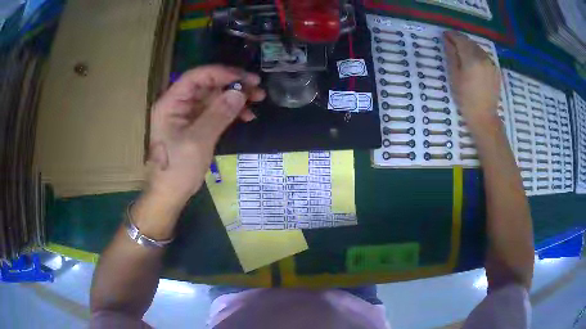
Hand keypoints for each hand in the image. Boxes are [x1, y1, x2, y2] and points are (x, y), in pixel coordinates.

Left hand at [147, 65, 264, 206]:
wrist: (170, 194)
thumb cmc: (178, 169)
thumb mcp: (198, 141)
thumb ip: (218, 114)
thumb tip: (240, 92)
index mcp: (171, 103)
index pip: (196, 77)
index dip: (221, 73)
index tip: (245, 78)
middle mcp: (179, 104)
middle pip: (207, 85)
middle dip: (233, 85)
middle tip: (257, 88)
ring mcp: (187, 114)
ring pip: (214, 97)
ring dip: (235, 97)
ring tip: (258, 99)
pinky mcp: (196, 125)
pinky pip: (215, 111)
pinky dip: (231, 112)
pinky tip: (247, 116)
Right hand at [443, 31, 500, 130]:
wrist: (484, 116)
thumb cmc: (465, 99)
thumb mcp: (454, 76)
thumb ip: (451, 55)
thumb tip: (447, 40)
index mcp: (472, 59)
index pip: (460, 39)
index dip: (451, 35)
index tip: (444, 35)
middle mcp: (483, 57)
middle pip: (470, 42)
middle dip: (460, 40)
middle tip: (451, 43)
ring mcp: (491, 63)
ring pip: (478, 48)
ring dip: (469, 46)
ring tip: (461, 52)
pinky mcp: (495, 69)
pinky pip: (484, 56)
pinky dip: (477, 54)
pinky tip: (473, 61)